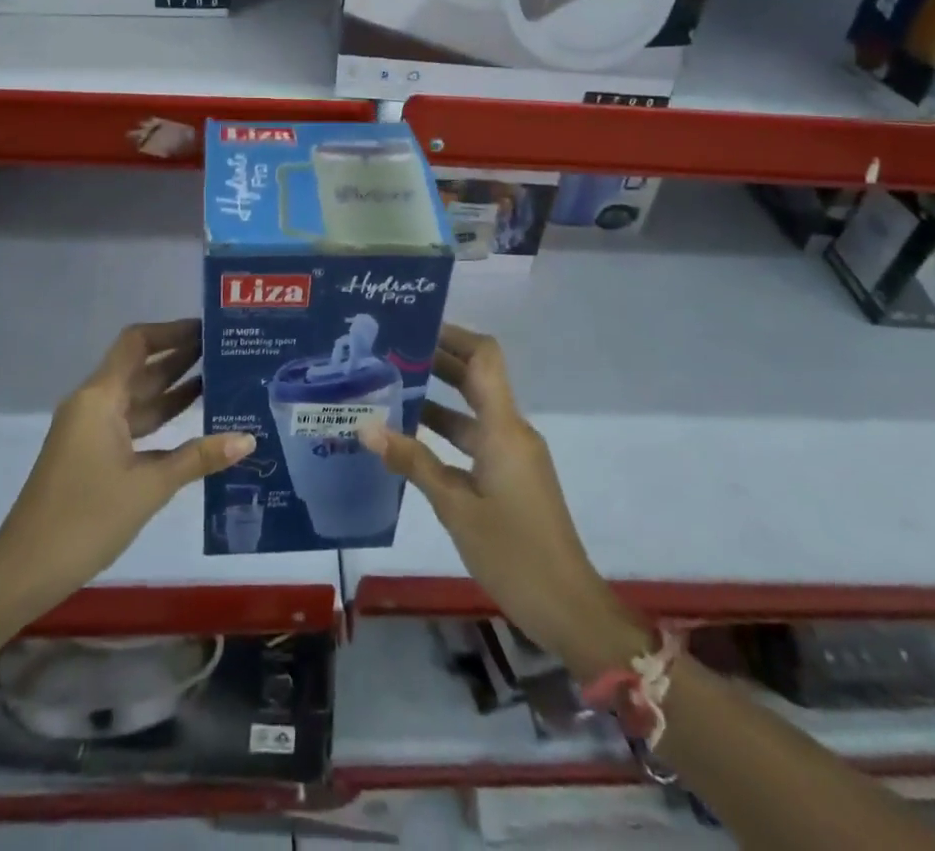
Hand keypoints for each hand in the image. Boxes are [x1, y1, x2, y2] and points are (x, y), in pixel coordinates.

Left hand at [0, 320, 252, 611]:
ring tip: (221, 379)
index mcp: (100, 398)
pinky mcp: (93, 455)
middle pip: (141, 367)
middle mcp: (94, 405)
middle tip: (227, 351)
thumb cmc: (85, 519)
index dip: (172, 331)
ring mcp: (91, 431)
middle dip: (182, 357)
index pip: (138, 343)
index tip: (209, 329)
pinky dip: (162, 419)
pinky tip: (196, 425)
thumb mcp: (149, 487)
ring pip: (139, 398)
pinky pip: (133, 424)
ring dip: (175, 388)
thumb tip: (248, 439)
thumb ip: (198, 458)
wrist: (25, 571)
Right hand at [360, 324, 646, 678]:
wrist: (568, 608)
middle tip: (389, 354)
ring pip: (471, 411)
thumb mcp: (456, 507)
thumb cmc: (514, 552)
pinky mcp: (510, 477)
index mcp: (503, 428)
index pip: (484, 357)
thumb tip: (366, 427)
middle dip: (436, 361)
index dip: (453, 335)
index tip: (414, 326)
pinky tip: (409, 442)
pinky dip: (444, 432)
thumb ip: (413, 463)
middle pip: (475, 378)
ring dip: (435, 399)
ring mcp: (512, 455)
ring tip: (388, 391)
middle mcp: (511, 431)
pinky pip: (474, 439)